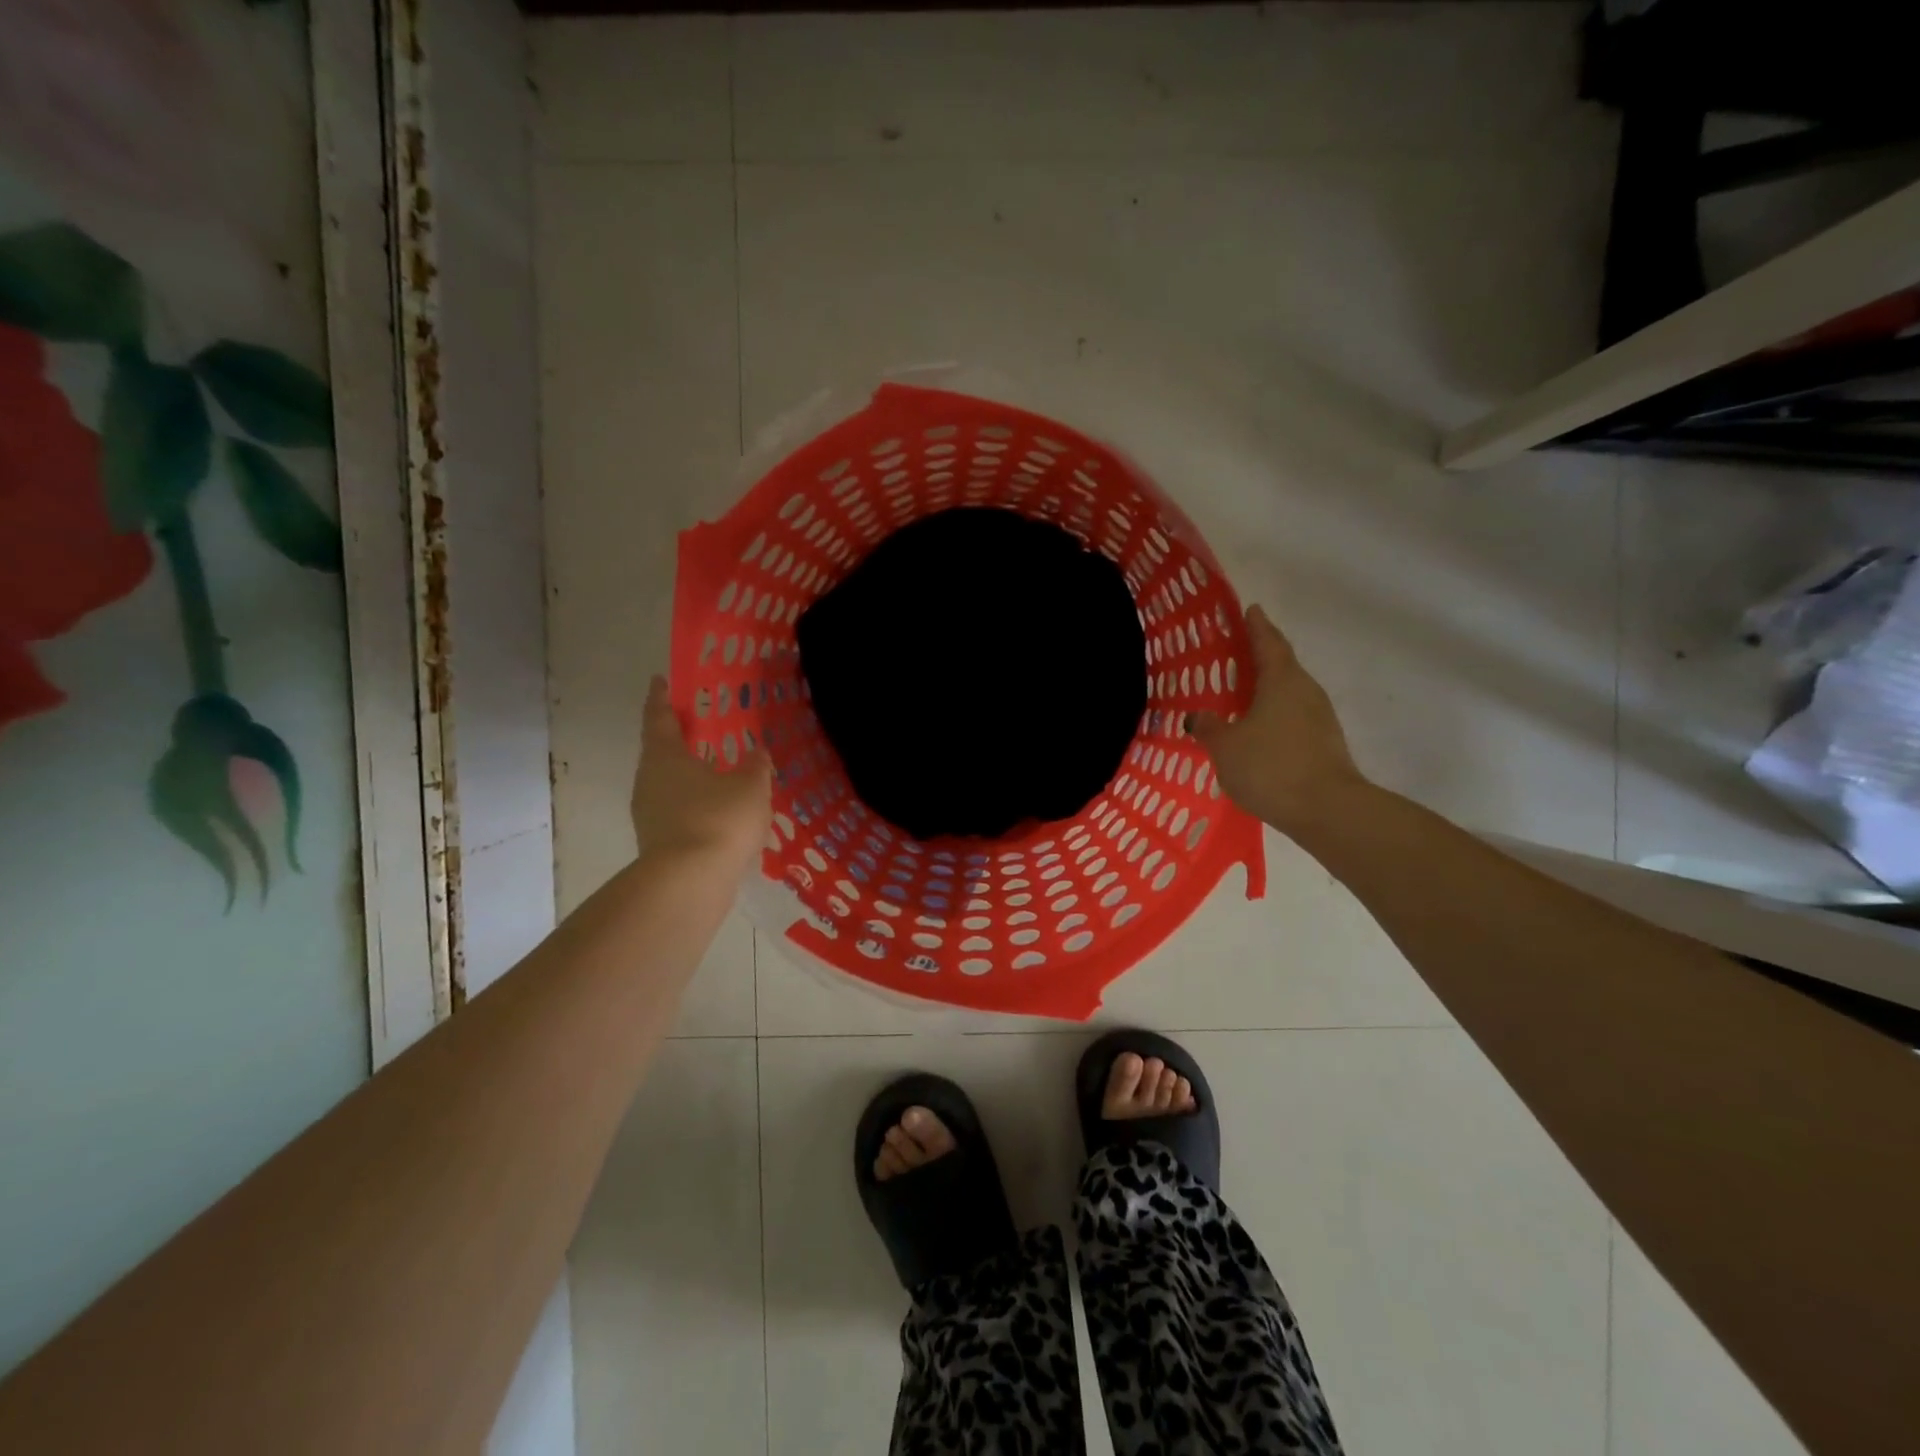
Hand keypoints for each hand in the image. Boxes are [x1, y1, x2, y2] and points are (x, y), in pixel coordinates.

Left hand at [631, 675, 771, 867]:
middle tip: (701, 728)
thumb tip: (756, 753)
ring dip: (690, 777)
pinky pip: (679, 814)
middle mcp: (650, 781)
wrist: (690, 884)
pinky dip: (697, 807)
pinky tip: (722, 815)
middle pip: (661, 753)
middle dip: (679, 740)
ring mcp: (650, 815)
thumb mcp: (751, 786)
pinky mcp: (659, 843)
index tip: (660, 680)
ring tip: (719, 774)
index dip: (660, 698)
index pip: (659, 717)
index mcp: (665, 756)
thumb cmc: (719, 819)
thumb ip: (755, 766)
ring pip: (670, 786)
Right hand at [1187, 605, 1369, 834]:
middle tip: (1236, 653)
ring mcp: (1320, 718)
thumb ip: (1210, 728)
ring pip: (1289, 693)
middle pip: (1282, 665)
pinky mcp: (1324, 743)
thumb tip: (1197, 716)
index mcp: (1282, 680)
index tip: (1250, 609)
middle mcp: (1305, 691)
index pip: (1268, 642)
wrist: (1326, 809)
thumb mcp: (1226, 747)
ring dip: (1268, 689)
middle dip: (1260, 657)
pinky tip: (1257, 730)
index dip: (1257, 625)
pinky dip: (1275, 715)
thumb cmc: (1271, 766)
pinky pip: (1293, 718)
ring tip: (1241, 694)